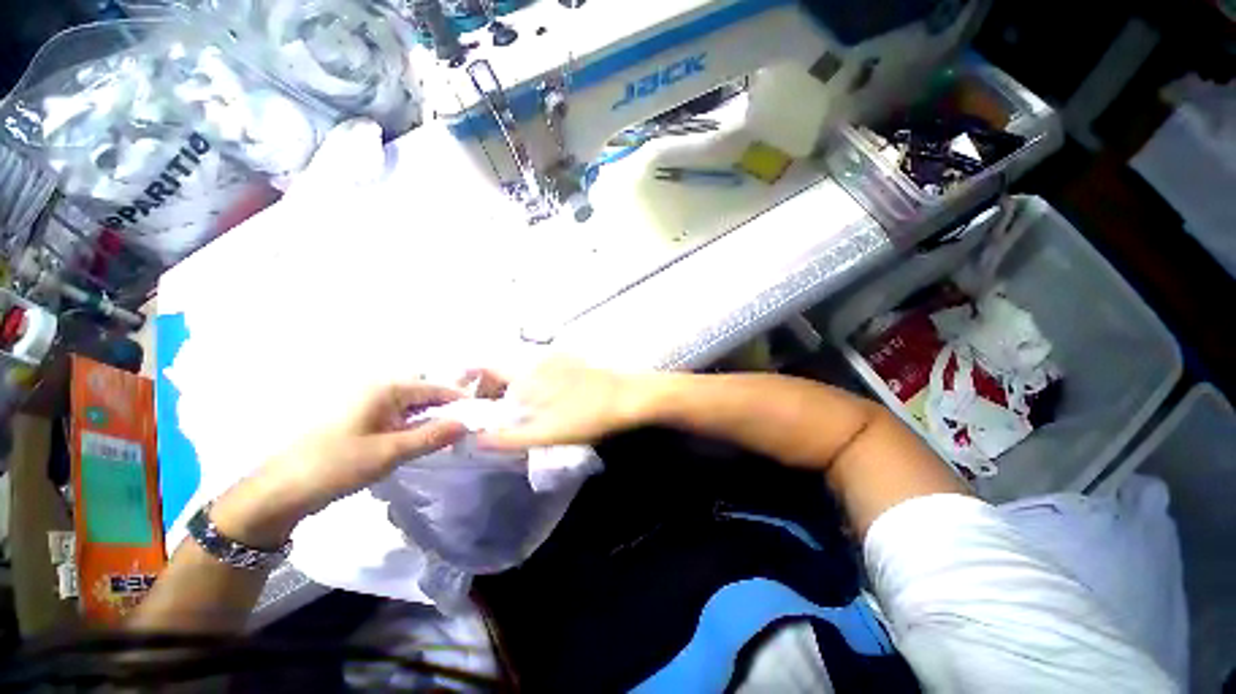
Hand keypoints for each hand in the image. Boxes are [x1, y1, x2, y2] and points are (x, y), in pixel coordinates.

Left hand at [213, 379, 466, 546]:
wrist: (280, 491)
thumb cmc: (335, 465)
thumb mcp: (389, 452)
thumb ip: (431, 435)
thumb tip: (468, 423)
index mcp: (386, 389)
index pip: (437, 388)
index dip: (462, 401)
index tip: (484, 415)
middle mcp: (379, 390)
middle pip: (426, 393)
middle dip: (451, 407)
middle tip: (474, 424)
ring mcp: (370, 405)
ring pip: (415, 405)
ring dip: (435, 416)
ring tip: (457, 432)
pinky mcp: (364, 422)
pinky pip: (401, 416)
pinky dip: (418, 424)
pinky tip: (428, 438)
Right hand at [478, 358, 662, 450]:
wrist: (627, 396)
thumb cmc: (585, 416)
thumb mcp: (545, 433)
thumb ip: (508, 437)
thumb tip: (475, 439)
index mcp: (525, 374)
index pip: (485, 365)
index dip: (469, 377)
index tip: (464, 396)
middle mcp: (537, 358)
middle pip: (501, 367)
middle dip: (490, 387)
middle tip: (492, 410)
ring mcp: (556, 356)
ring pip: (521, 367)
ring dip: (512, 384)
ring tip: (517, 407)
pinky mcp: (571, 359)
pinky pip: (540, 366)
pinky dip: (531, 379)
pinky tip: (543, 397)